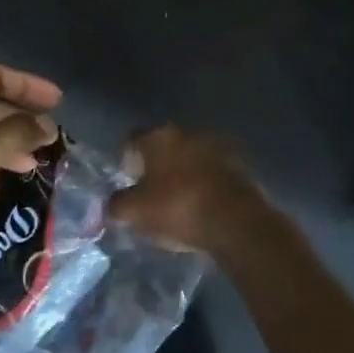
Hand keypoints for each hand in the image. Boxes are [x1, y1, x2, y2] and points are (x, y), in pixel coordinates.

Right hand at [109, 125, 264, 254]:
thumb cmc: (178, 208)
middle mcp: (188, 132)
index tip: (127, 180)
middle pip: (164, 145)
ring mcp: (217, 145)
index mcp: (159, 136)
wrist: (236, 221)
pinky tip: (202, 204)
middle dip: (156, 165)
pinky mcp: (240, 164)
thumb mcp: (135, 212)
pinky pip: (213, 171)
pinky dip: (204, 183)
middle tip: (151, 191)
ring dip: (183, 173)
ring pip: (190, 157)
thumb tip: (113, 205)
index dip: (126, 159)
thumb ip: (117, 205)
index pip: (132, 139)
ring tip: (179, 200)